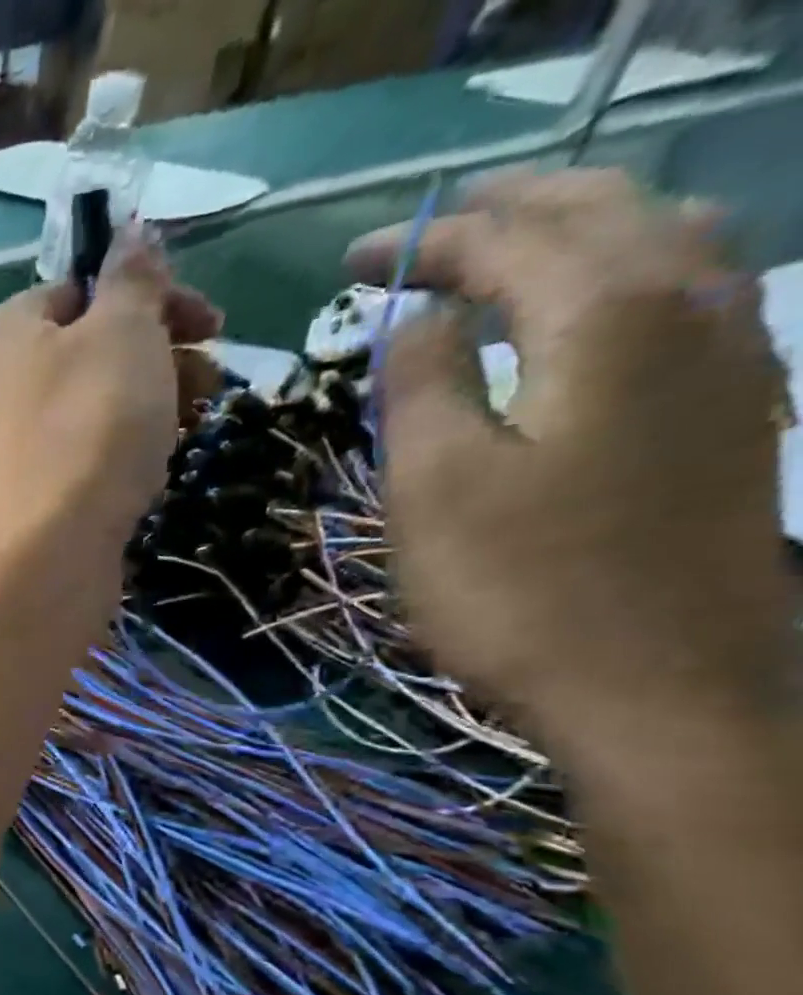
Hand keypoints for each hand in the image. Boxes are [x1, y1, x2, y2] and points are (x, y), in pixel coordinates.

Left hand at [0, 234, 221, 561]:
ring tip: (190, 425)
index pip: (82, 289)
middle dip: (158, 357)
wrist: (42, 554)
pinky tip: (147, 473)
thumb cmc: (86, 427)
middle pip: (87, 353)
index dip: (152, 297)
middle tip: (210, 380)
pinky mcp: (18, 500)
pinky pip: (74, 460)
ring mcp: (0, 449)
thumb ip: (131, 279)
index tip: (208, 324)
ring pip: (85, 409)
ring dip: (145, 406)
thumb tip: (130, 233)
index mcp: (4, 330)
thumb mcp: (122, 331)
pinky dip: (114, 455)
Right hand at [348, 169, 792, 752]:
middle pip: (604, 211)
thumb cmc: (520, 590)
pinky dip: (625, 270)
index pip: (507, 240)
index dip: (424, 242)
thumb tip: (419, 316)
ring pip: (667, 238)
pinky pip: (690, 291)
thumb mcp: (433, 487)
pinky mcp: (738, 407)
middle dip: (506, 210)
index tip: (352, 264)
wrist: (658, 688)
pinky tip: (590, 303)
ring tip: (506, 249)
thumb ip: (420, 384)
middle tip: (427, 234)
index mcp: (605, 317)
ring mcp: (734, 355)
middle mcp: (692, 307)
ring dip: (578, 227)